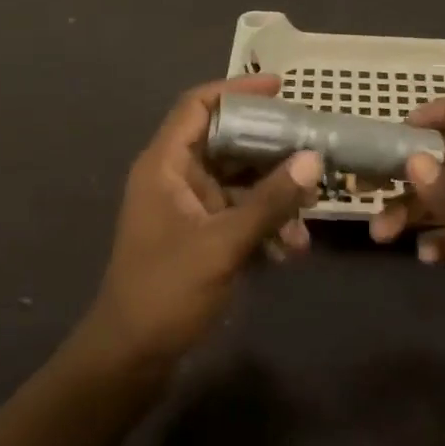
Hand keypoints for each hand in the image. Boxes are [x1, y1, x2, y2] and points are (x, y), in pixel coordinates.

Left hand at [84, 75, 321, 368]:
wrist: (131, 358)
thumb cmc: (166, 291)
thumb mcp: (222, 243)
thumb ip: (270, 201)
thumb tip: (314, 159)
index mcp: (164, 165)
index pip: (198, 106)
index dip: (236, 89)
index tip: (280, 87)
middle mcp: (174, 177)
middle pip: (226, 141)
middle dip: (270, 148)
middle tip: (311, 147)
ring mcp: (187, 208)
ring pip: (238, 181)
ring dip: (273, 195)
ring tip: (309, 214)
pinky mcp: (199, 235)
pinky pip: (238, 213)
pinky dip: (264, 223)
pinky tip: (291, 248)